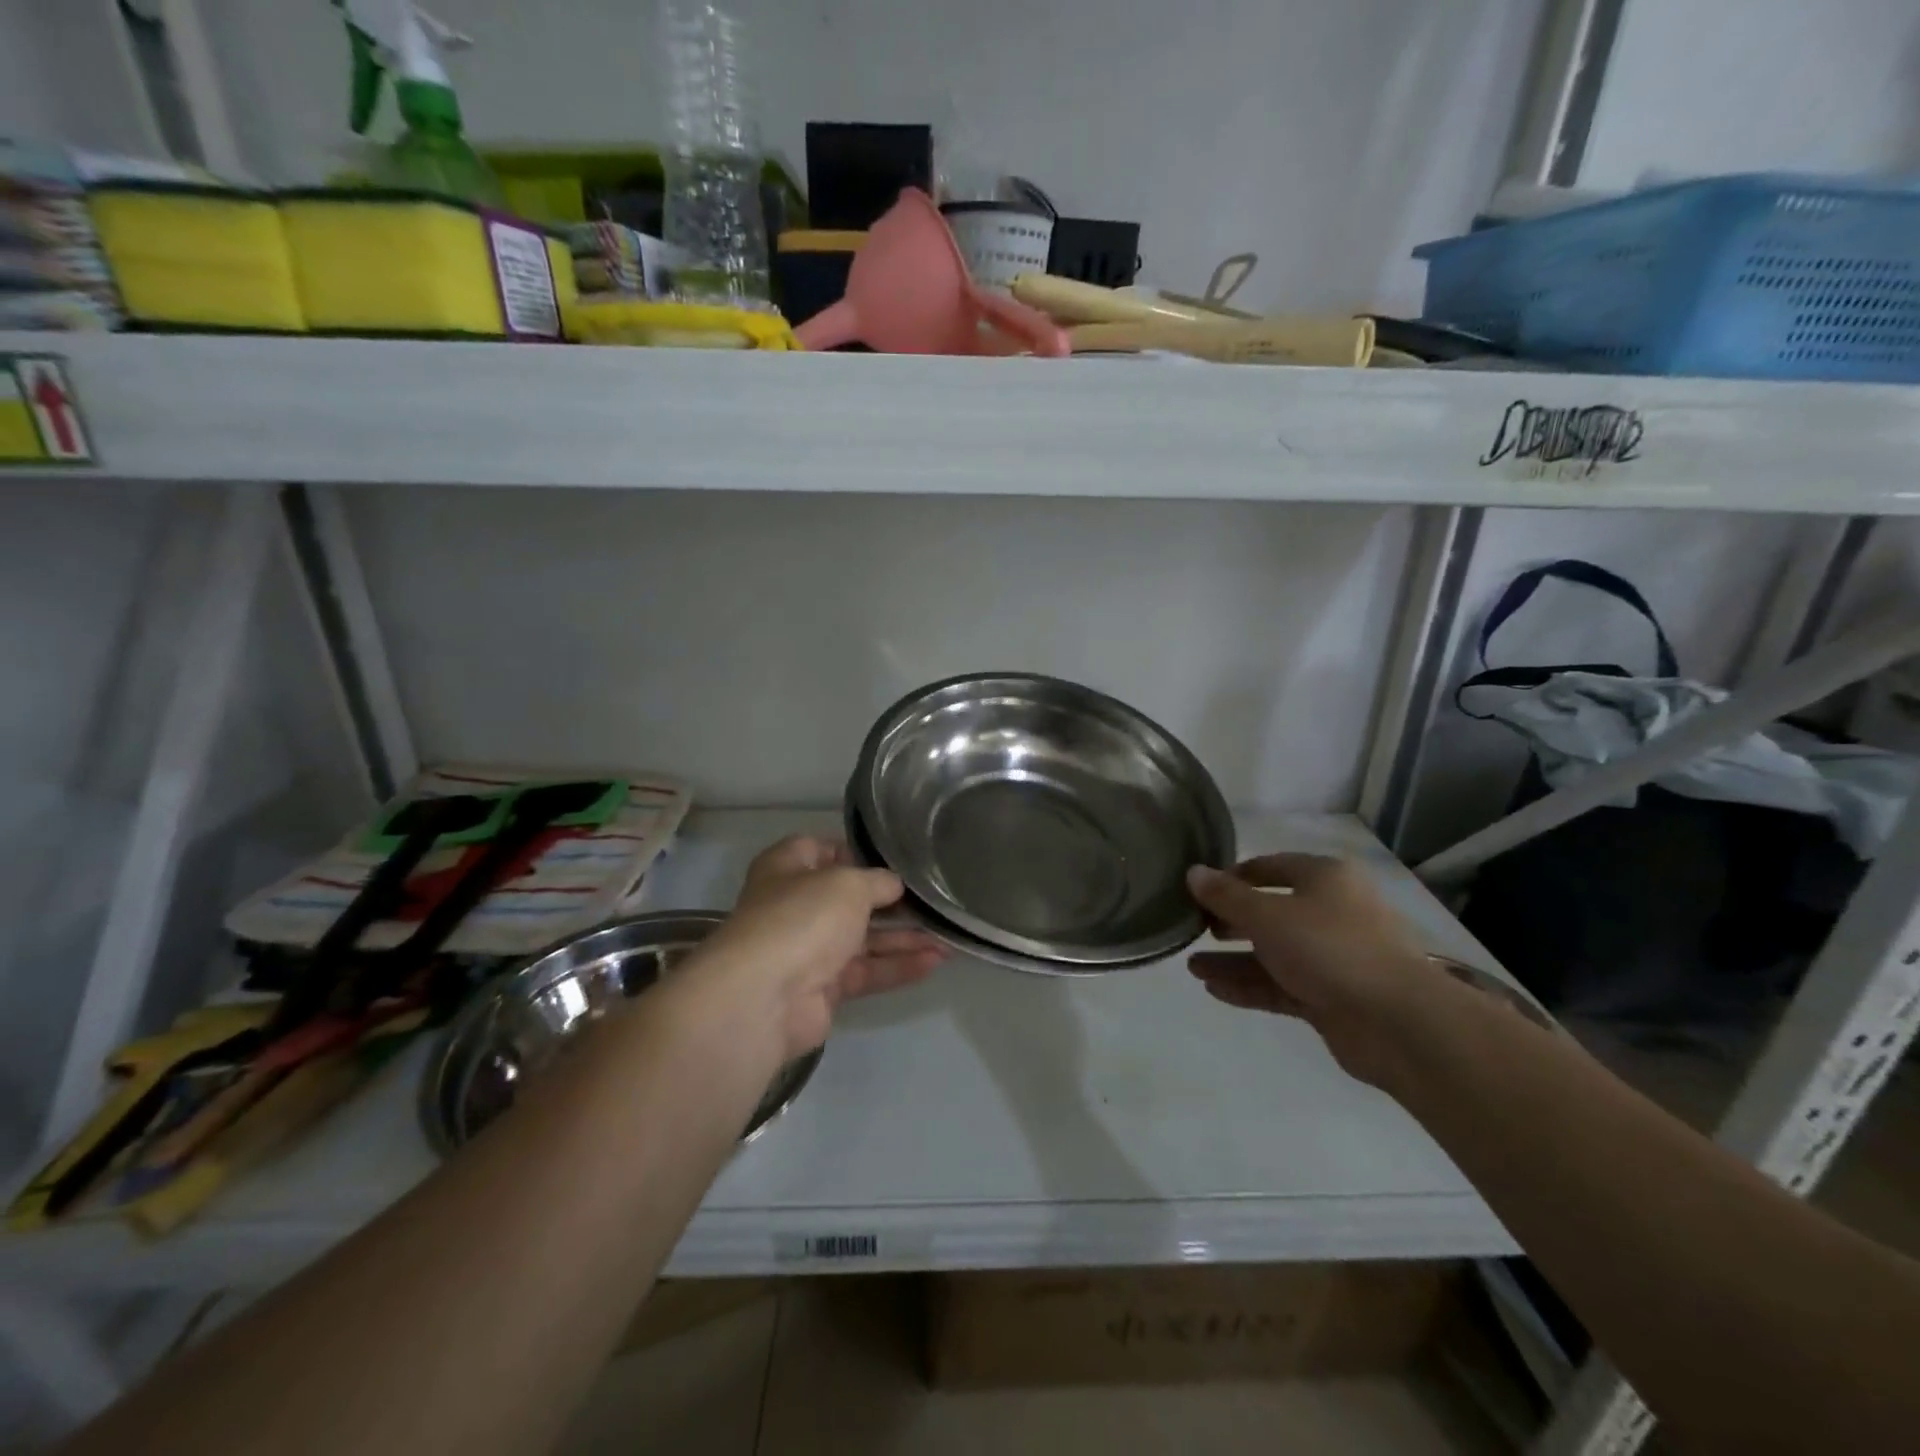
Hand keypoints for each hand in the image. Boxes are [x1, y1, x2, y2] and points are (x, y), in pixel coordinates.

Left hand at [687, 836, 945, 1059]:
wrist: (765, 997)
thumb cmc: (803, 917)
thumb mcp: (848, 884)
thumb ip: (877, 882)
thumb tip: (894, 886)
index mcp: (787, 868)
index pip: (820, 849)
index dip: (854, 852)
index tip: (892, 858)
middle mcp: (796, 906)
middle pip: (849, 899)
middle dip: (890, 901)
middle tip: (932, 899)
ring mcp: (809, 949)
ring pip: (864, 939)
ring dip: (904, 937)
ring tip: (947, 935)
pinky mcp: (823, 989)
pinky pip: (867, 971)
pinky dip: (898, 966)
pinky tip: (934, 961)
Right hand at [1185, 855, 1441, 1085]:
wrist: (1398, 1023)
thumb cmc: (1330, 948)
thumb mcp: (1267, 915)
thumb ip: (1226, 896)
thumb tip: (1193, 872)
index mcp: (1325, 878)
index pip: (1271, 866)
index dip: (1233, 876)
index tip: (1199, 891)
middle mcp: (1332, 912)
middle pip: (1271, 911)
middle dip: (1230, 922)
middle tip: (1195, 930)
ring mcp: (1334, 957)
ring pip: (1274, 953)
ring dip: (1233, 960)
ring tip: (1192, 968)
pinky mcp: (1333, 997)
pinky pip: (1283, 985)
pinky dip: (1251, 986)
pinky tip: (1214, 990)